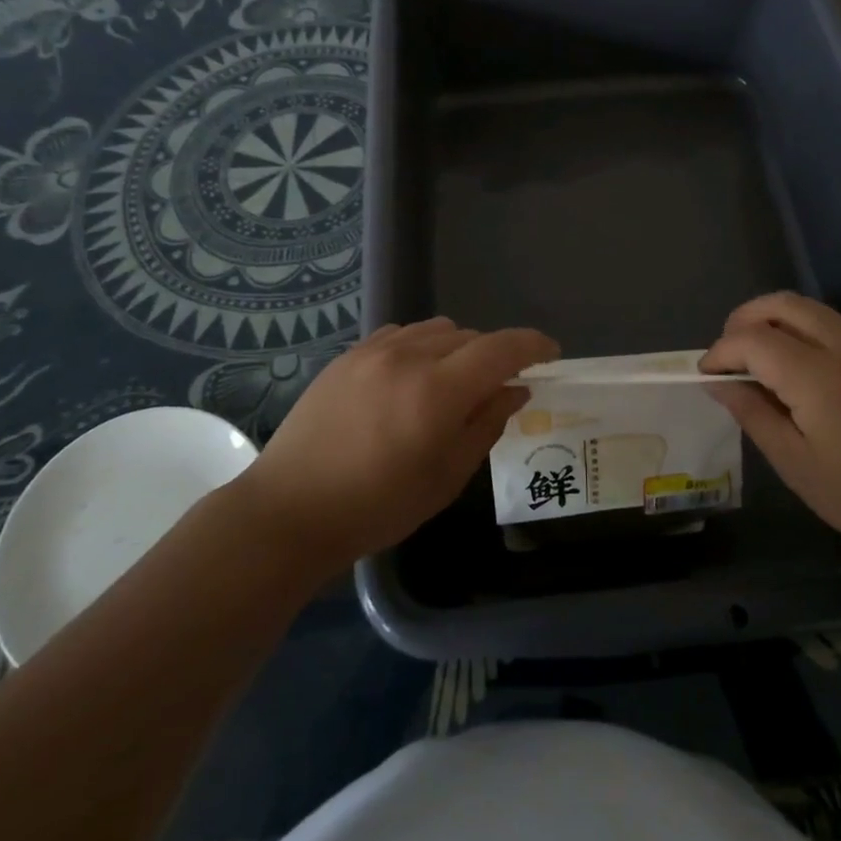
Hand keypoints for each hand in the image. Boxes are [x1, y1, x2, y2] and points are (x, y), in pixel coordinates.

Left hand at [243, 318, 558, 570]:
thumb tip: (515, 389)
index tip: (550, 354)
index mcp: (437, 391)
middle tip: (496, 388)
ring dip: (457, 349)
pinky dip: (421, 347)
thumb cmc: (377, 507)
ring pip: (436, 330)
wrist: (290, 510)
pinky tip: (410, 378)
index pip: (501, 349)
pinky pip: (401, 334)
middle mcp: (408, 357)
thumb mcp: (446, 477)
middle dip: (493, 356)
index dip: (532, 346)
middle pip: (470, 337)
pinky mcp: (348, 355)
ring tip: (451, 384)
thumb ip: (486, 424)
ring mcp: (373, 351)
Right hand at [702, 292, 840, 566]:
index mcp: (819, 378)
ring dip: (772, 320)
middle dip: (743, 320)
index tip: (706, 375)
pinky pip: (830, 325)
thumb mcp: (795, 463)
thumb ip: (752, 414)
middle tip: (727, 356)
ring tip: (754, 358)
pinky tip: (793, 368)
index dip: (721, 352)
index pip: (753, 339)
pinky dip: (799, 330)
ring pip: (808, 308)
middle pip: (781, 304)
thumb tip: (718, 383)